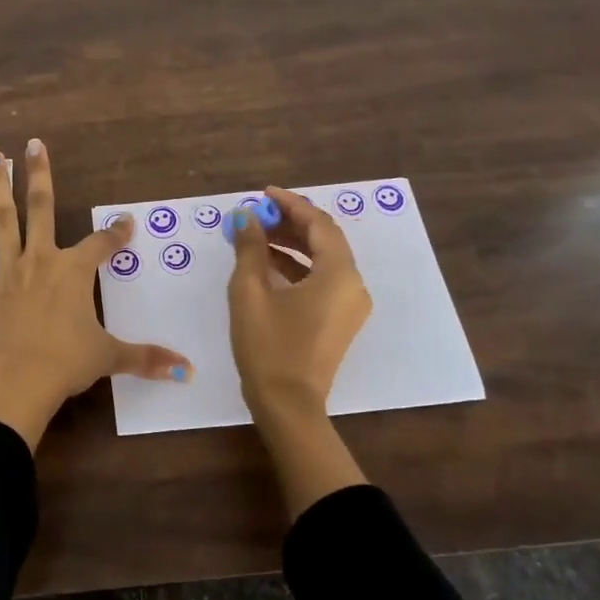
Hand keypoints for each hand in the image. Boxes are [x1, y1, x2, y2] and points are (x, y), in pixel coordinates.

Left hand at [0, 140, 191, 449]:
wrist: (19, 378)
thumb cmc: (68, 362)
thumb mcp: (111, 356)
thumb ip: (147, 358)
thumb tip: (186, 372)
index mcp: (74, 272)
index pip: (101, 244)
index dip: (115, 233)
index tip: (125, 221)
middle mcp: (41, 260)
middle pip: (42, 208)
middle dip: (39, 175)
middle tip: (33, 144)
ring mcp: (8, 271)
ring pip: (3, 220)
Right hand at [228, 187, 372, 416]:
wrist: (288, 405)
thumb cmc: (268, 346)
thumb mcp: (251, 292)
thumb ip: (250, 248)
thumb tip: (246, 216)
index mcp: (339, 274)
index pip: (318, 223)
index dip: (290, 204)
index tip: (263, 195)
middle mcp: (353, 285)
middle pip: (325, 239)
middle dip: (291, 223)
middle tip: (258, 215)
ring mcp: (350, 305)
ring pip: (324, 259)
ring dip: (293, 244)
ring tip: (257, 236)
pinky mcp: (341, 320)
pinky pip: (323, 280)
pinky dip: (299, 267)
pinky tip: (269, 264)